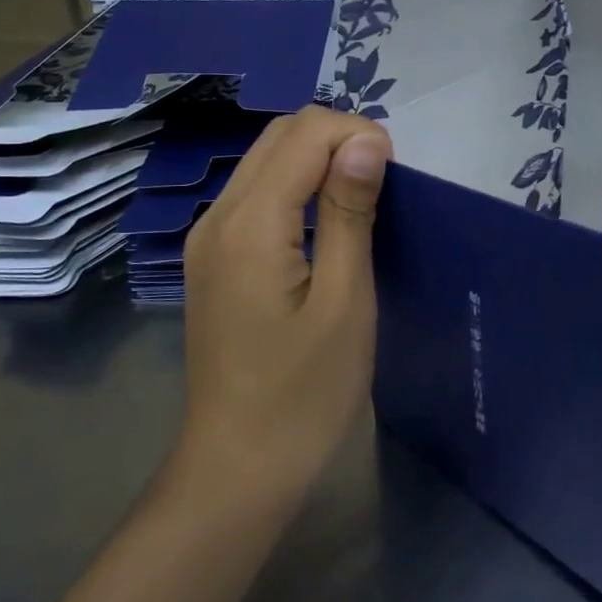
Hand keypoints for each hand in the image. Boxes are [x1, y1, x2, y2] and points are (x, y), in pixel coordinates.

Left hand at [179, 107, 392, 505]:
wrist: (237, 468)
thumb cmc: (305, 394)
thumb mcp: (345, 301)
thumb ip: (350, 211)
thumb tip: (366, 140)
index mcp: (249, 223)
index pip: (304, 133)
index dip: (356, 134)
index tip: (395, 173)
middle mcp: (217, 216)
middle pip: (278, 135)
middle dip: (336, 138)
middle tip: (382, 182)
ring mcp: (207, 236)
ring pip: (264, 159)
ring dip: (316, 158)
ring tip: (360, 197)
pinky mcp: (211, 257)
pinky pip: (254, 193)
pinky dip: (295, 184)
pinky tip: (324, 219)